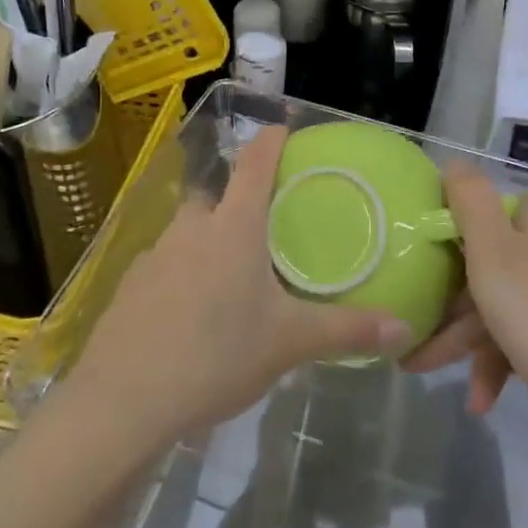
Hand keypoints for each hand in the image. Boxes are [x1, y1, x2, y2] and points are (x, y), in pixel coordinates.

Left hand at [63, 126, 413, 447]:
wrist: (123, 401)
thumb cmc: (216, 355)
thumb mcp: (289, 344)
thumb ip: (347, 331)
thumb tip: (404, 329)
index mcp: (234, 227)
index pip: (255, 163)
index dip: (270, 139)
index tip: (283, 126)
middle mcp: (192, 228)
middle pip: (218, 196)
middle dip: (239, 201)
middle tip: (266, 227)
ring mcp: (155, 254)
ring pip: (189, 232)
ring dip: (209, 241)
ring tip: (232, 277)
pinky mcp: (130, 286)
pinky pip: (165, 266)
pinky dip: (182, 276)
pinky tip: (191, 314)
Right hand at [404, 164, 527, 453]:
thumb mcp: (491, 247)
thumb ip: (468, 198)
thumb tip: (454, 162)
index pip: (484, 209)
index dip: (448, 230)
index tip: (415, 255)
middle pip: (483, 261)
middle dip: (446, 299)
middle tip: (410, 320)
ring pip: (491, 303)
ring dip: (457, 337)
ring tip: (417, 366)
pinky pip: (509, 337)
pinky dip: (489, 363)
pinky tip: (477, 399)